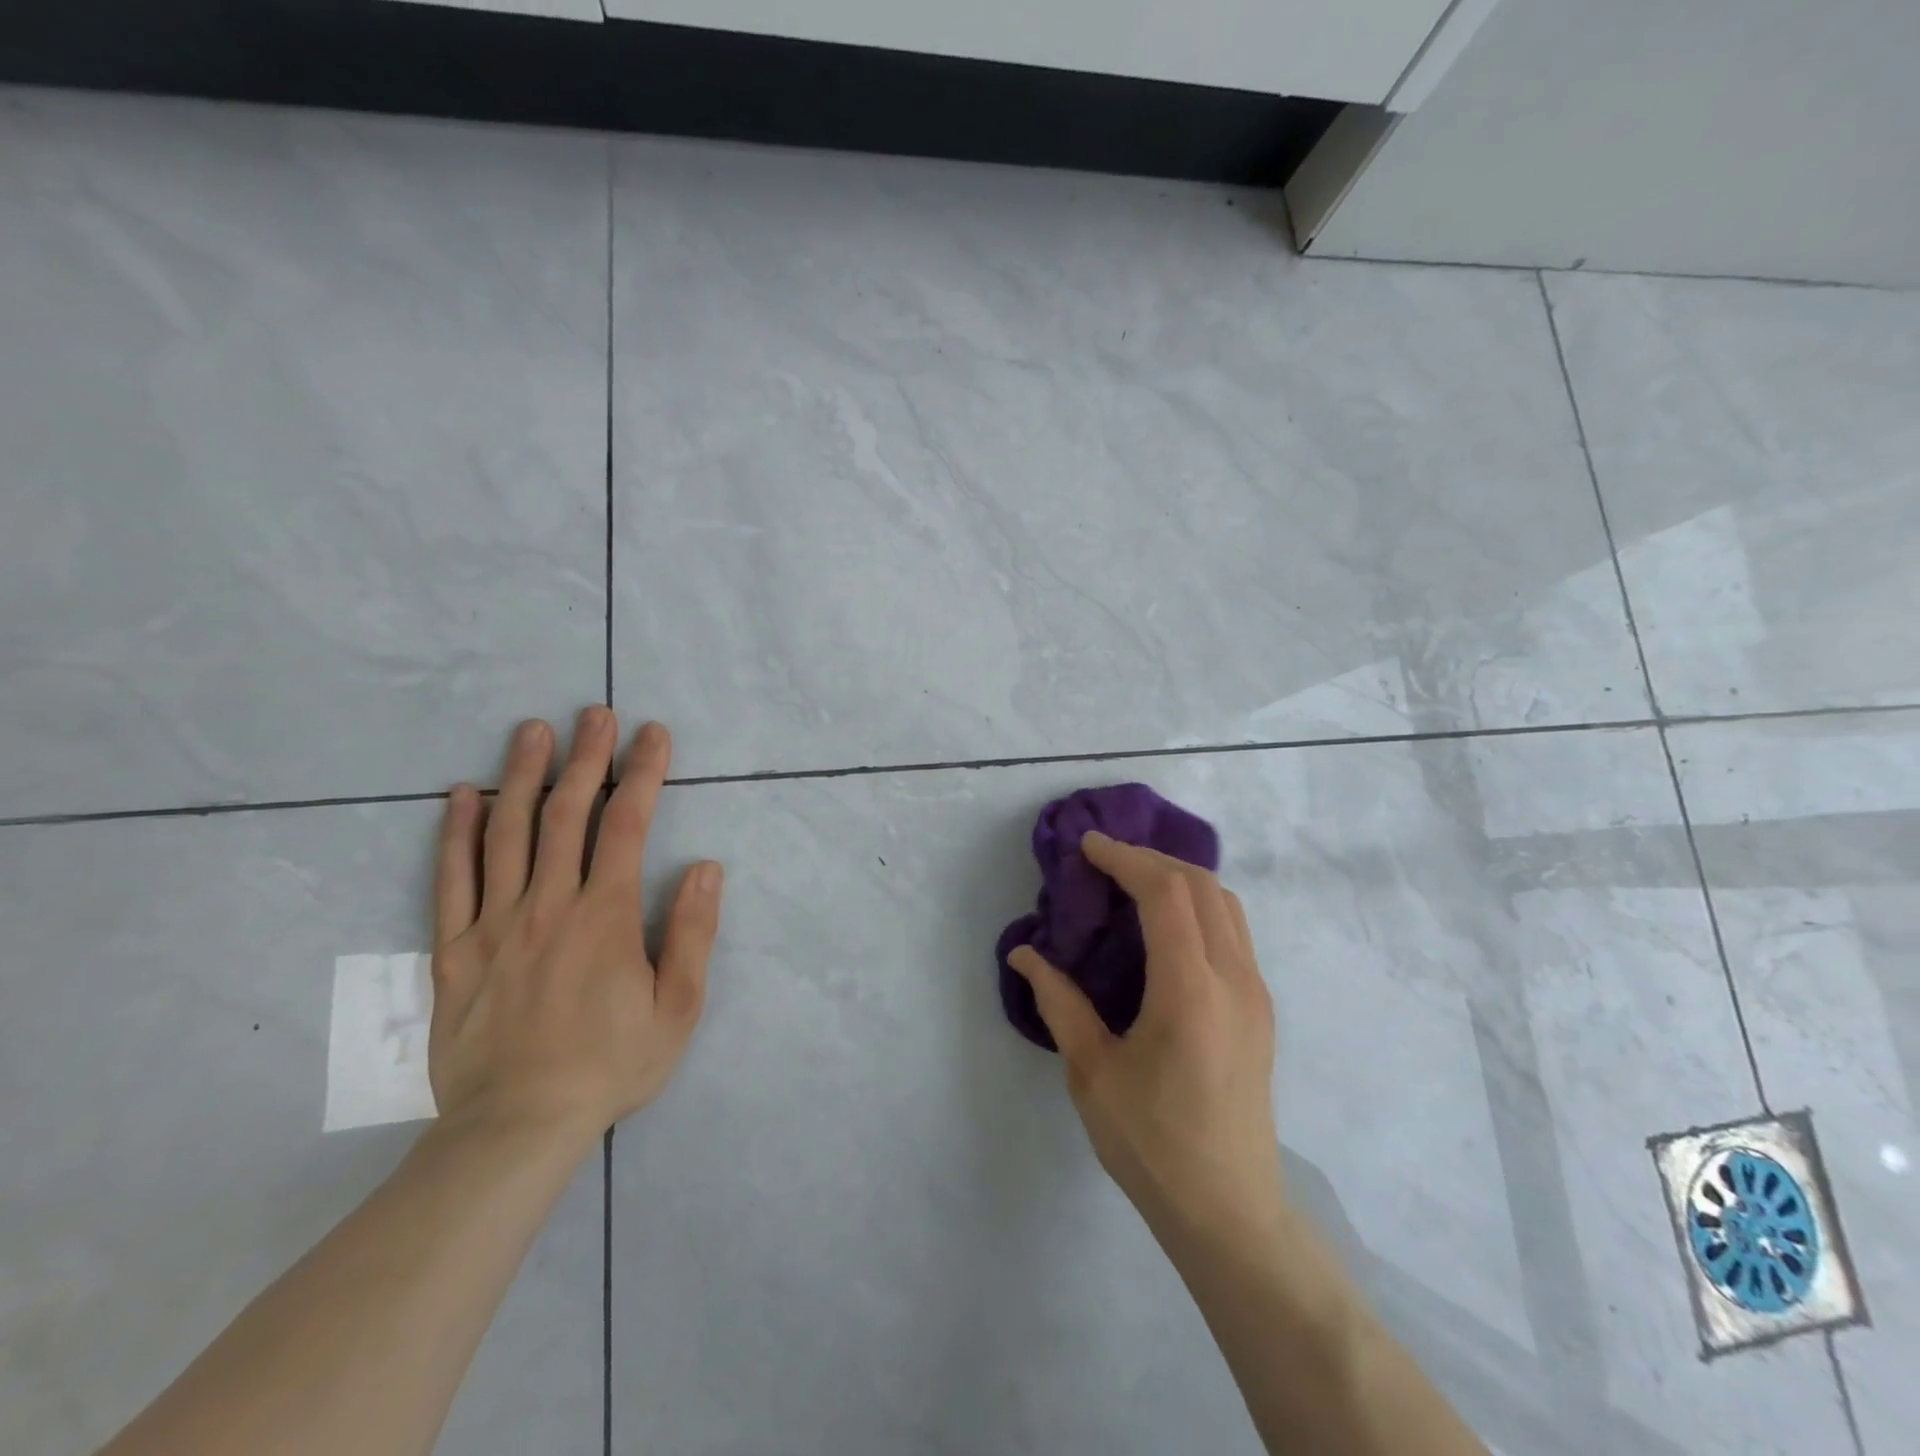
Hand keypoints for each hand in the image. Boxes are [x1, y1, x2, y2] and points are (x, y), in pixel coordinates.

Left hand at [427, 708, 723, 1143]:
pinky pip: (451, 880)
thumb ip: (691, 932)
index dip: (643, 774)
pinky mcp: (454, 950)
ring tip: (532, 730)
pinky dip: (457, 833)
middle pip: (567, 814)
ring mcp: (495, 924)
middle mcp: (548, 905)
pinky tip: (462, 795)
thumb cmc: (610, 1064)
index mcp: (605, 916)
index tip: (653, 734)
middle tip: (594, 712)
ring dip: (522, 775)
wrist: (516, 1126)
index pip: (626, 826)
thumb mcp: (678, 1007)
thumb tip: (704, 867)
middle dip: (586, 757)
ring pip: (507, 834)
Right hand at [1009, 831, 1282, 1238]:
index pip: (1165, 893)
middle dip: (1150, 859)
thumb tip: (1023, 954)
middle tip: (1105, 861)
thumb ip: (1059, 1003)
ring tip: (1133, 883)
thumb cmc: (1152, 1144)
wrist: (1229, 1211)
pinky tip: (1166, 925)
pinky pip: (1234, 930)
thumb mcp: (1092, 1073)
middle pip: (1200, 885)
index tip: (1088, 846)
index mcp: (1191, 990)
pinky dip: (1198, 905)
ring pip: (1225, 903)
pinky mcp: (1261, 1008)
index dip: (1125, 858)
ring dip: (1179, 878)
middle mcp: (1234, 979)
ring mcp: (1255, 992)